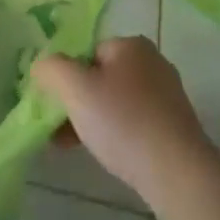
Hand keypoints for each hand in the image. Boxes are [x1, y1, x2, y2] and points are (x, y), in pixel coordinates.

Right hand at [32, 37, 217, 204]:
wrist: (178, 173)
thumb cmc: (123, 122)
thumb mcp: (75, 88)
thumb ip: (51, 68)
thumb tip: (41, 65)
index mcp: (132, 45)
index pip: (87, 52)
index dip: (68, 77)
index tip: (57, 104)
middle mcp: (153, 63)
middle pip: (101, 77)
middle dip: (78, 101)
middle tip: (60, 128)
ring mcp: (167, 95)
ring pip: (116, 102)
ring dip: (93, 120)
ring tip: (74, 146)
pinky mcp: (175, 126)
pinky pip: (134, 123)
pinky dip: (116, 134)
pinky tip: (106, 155)